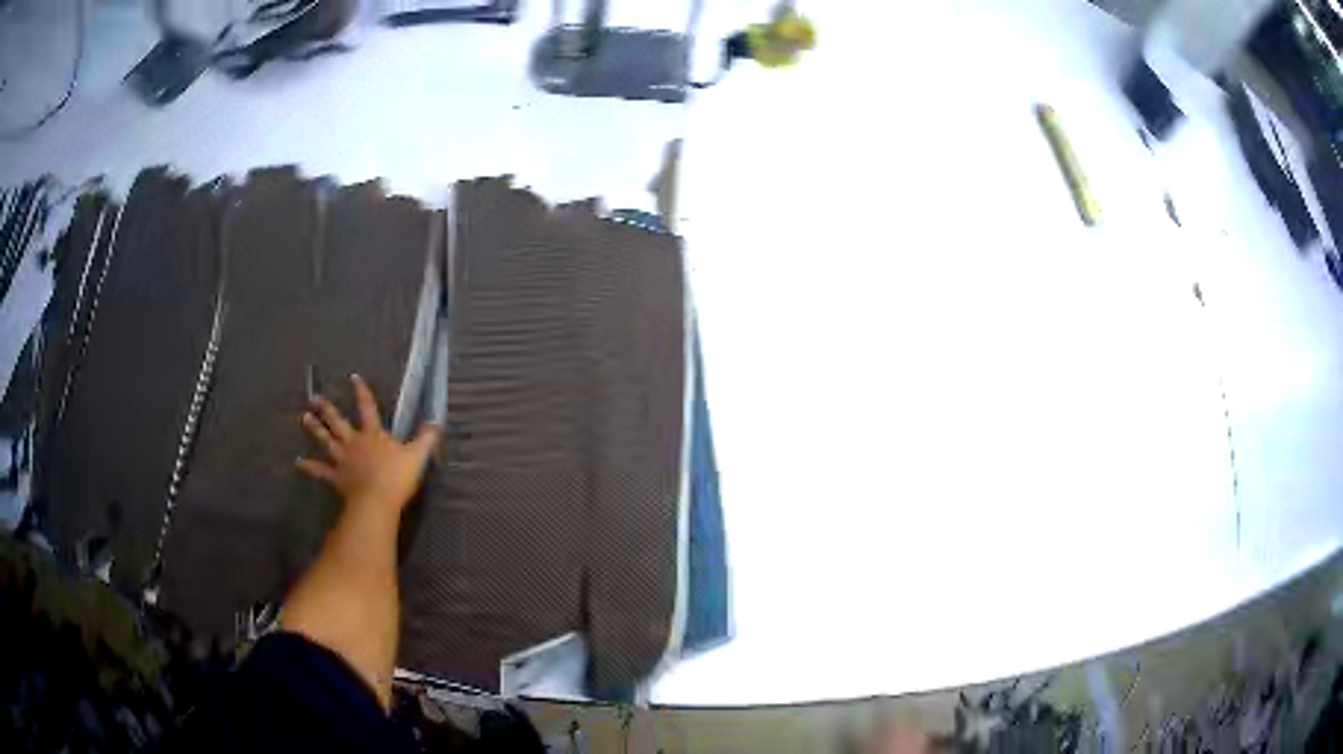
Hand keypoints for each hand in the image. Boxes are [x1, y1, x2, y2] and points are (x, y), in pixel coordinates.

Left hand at [296, 374, 440, 515]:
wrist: (377, 501)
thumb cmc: (397, 478)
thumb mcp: (417, 456)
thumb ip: (426, 439)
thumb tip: (436, 422)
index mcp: (373, 434)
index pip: (367, 407)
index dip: (361, 392)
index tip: (352, 377)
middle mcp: (354, 442)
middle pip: (338, 422)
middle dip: (327, 409)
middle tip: (314, 398)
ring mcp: (342, 459)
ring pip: (325, 440)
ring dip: (314, 429)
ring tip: (304, 417)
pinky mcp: (336, 477)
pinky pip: (320, 470)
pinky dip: (308, 467)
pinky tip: (298, 463)